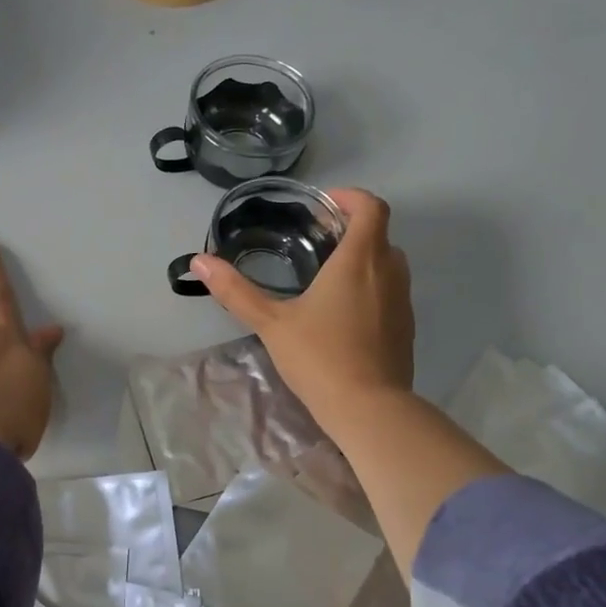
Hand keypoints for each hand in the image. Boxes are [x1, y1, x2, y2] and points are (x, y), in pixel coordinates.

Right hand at [192, 188, 413, 431]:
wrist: (369, 408)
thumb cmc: (320, 357)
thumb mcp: (271, 323)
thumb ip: (236, 290)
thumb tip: (199, 261)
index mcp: (360, 260)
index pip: (371, 207)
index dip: (350, 198)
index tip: (322, 207)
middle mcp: (389, 271)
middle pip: (379, 233)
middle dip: (351, 228)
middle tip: (316, 240)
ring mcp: (403, 300)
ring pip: (388, 263)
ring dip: (363, 258)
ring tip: (327, 274)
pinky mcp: (406, 327)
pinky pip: (391, 291)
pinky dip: (372, 286)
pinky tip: (342, 312)